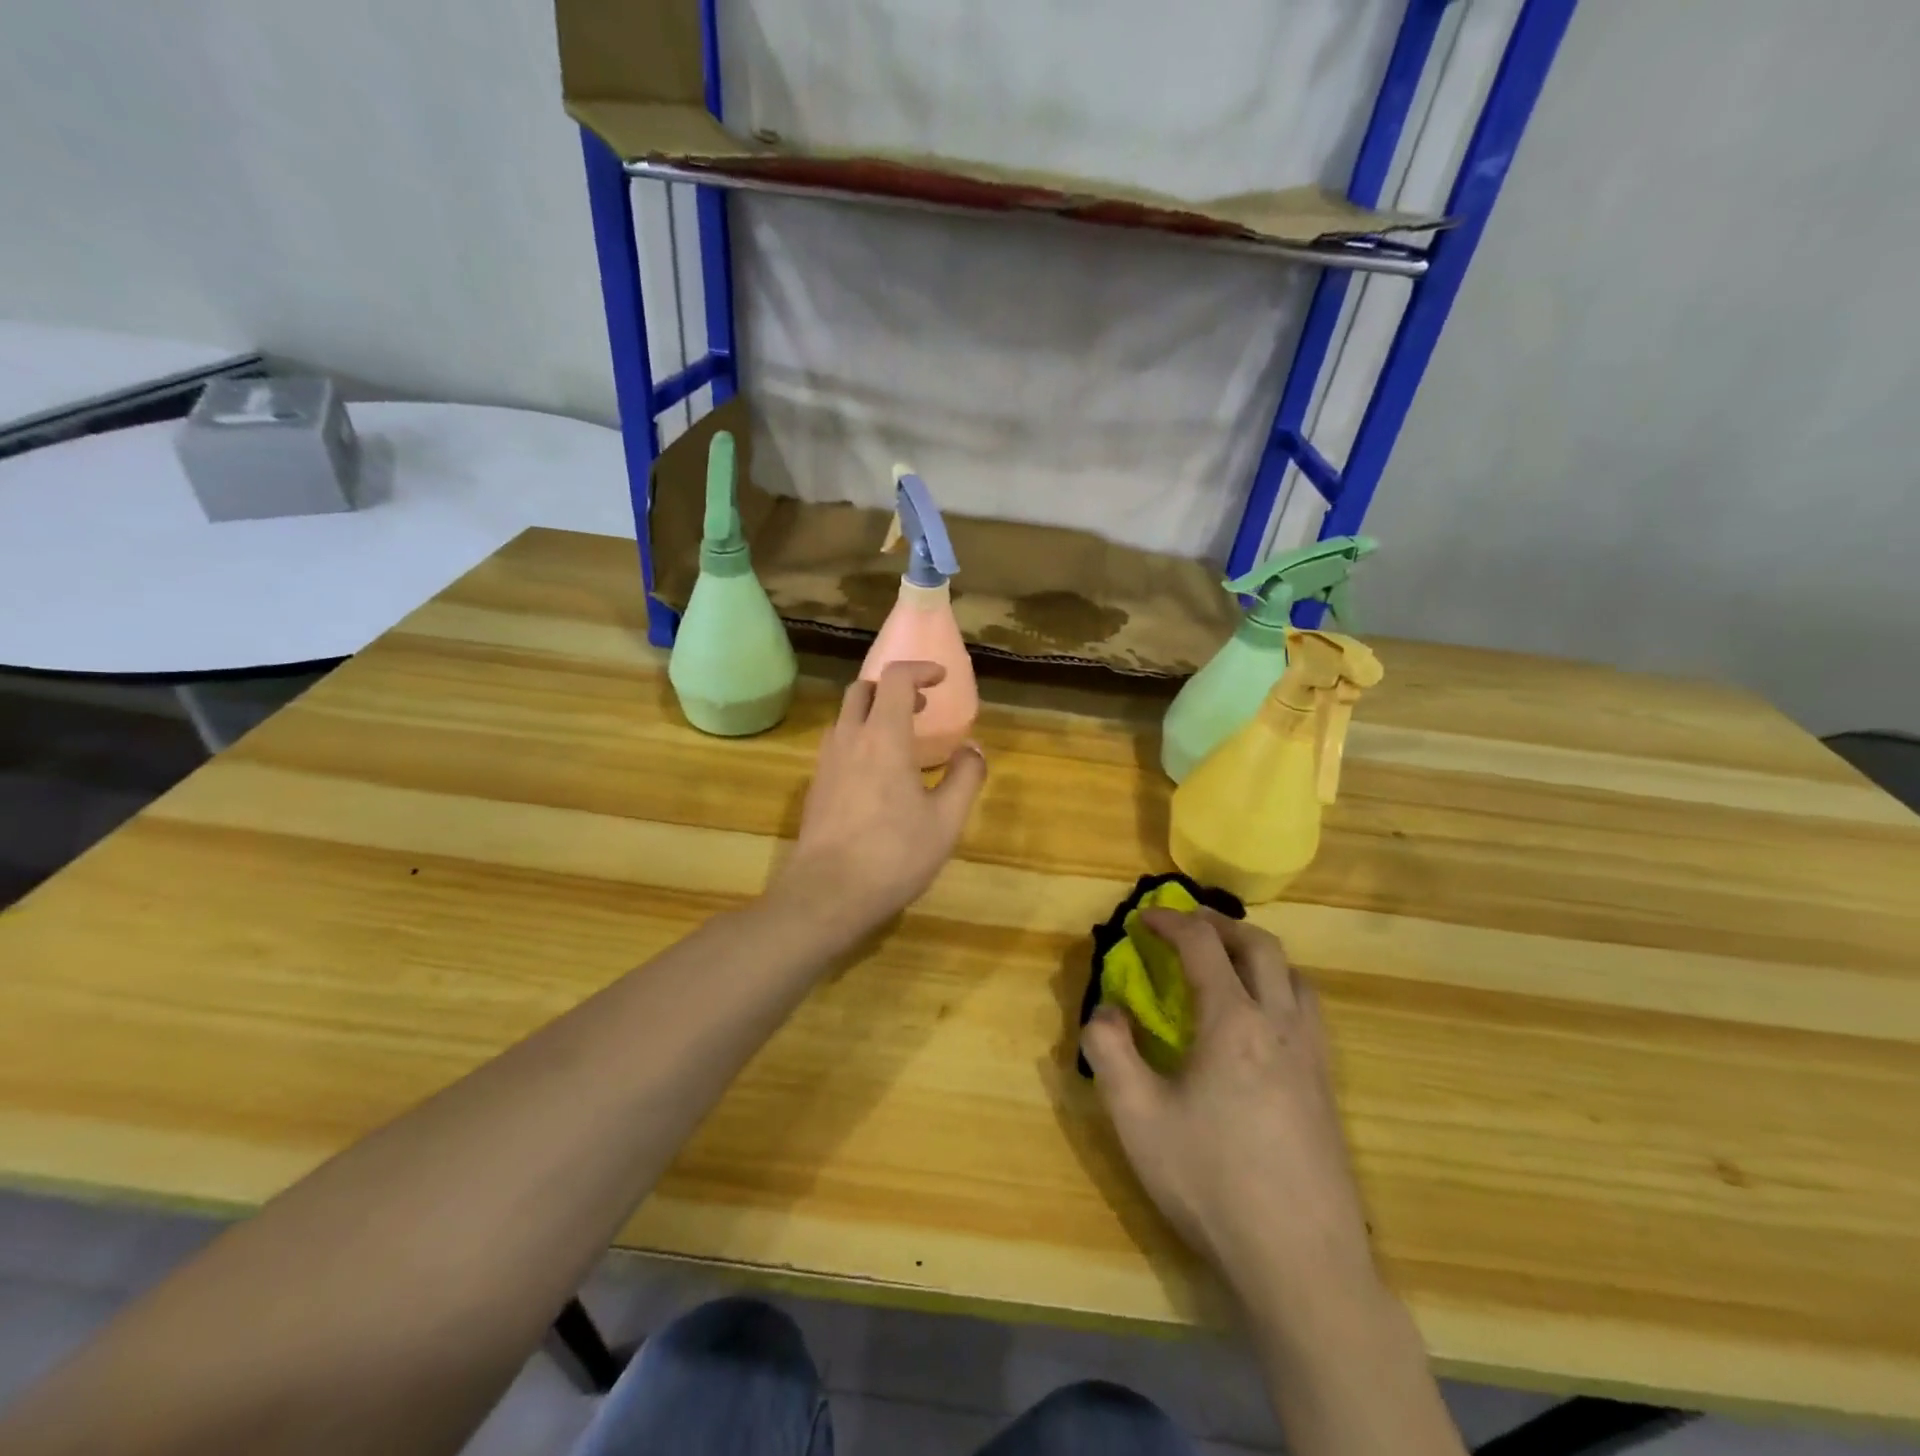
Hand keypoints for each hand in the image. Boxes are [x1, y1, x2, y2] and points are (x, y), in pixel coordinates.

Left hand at [772, 661, 986, 933]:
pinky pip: (836, 744)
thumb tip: (973, 749)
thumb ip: (965, 778)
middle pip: (862, 689)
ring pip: (844, 717)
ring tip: (899, 738)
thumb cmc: (894, 854)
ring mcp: (826, 763)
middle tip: (919, 707)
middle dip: (892, 687)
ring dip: (872, 712)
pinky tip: (876, 773)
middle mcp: (849, 739)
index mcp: (883, 737)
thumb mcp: (945, 820)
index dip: (919, 670)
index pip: (895, 679)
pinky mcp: (815, 787)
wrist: (827, 894)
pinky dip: (858, 738)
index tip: (940, 678)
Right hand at [1081, 909, 1375, 1315]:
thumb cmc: (1211, 1182)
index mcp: (1233, 1021)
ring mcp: (1312, 1057)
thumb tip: (1106, 1010)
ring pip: (1295, 977)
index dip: (1170, 922)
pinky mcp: (1327, 1089)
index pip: (1202, 945)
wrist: (1302, 1264)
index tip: (1143, 919)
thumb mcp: (1137, 1118)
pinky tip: (1261, 1027)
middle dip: (1220, 925)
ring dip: (1258, 956)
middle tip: (1187, 928)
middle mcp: (1280, 1024)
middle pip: (1260, 946)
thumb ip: (1110, 1051)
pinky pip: (1308, 1012)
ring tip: (1228, 968)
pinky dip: (1281, 990)